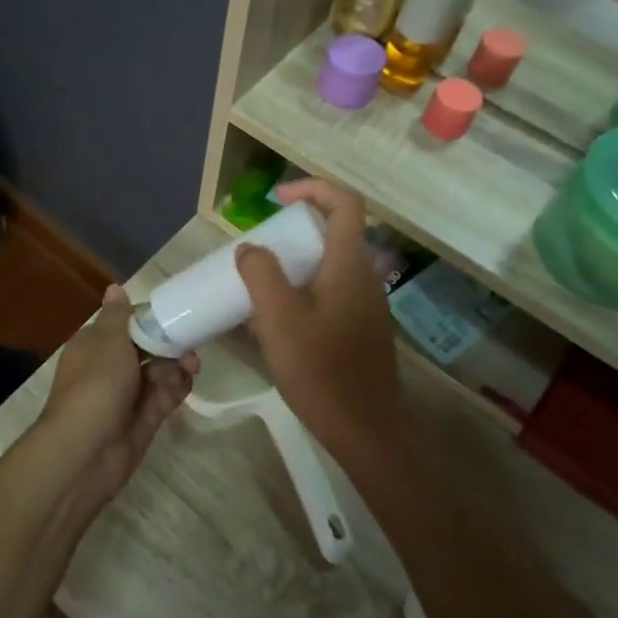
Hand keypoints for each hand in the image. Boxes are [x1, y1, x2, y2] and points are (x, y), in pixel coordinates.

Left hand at [32, 285, 196, 504]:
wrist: (86, 451)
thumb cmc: (96, 385)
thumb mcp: (107, 341)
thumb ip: (118, 315)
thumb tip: (115, 288)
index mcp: (94, 345)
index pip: (126, 324)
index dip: (150, 319)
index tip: (175, 315)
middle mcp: (109, 367)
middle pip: (147, 348)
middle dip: (169, 344)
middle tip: (190, 344)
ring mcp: (127, 395)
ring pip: (159, 372)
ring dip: (176, 366)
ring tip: (190, 367)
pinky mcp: (143, 419)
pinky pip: (165, 396)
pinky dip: (177, 388)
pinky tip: (187, 382)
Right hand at [234, 181, 401, 470]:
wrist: (365, 430)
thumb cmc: (320, 369)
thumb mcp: (278, 317)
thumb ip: (261, 273)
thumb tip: (251, 250)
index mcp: (349, 264)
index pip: (344, 202)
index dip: (312, 188)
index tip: (277, 199)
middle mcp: (364, 277)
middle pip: (336, 233)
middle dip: (296, 230)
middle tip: (261, 248)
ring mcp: (366, 306)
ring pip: (331, 267)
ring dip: (296, 265)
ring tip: (260, 287)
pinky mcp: (362, 331)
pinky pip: (331, 295)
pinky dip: (304, 293)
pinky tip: (276, 325)